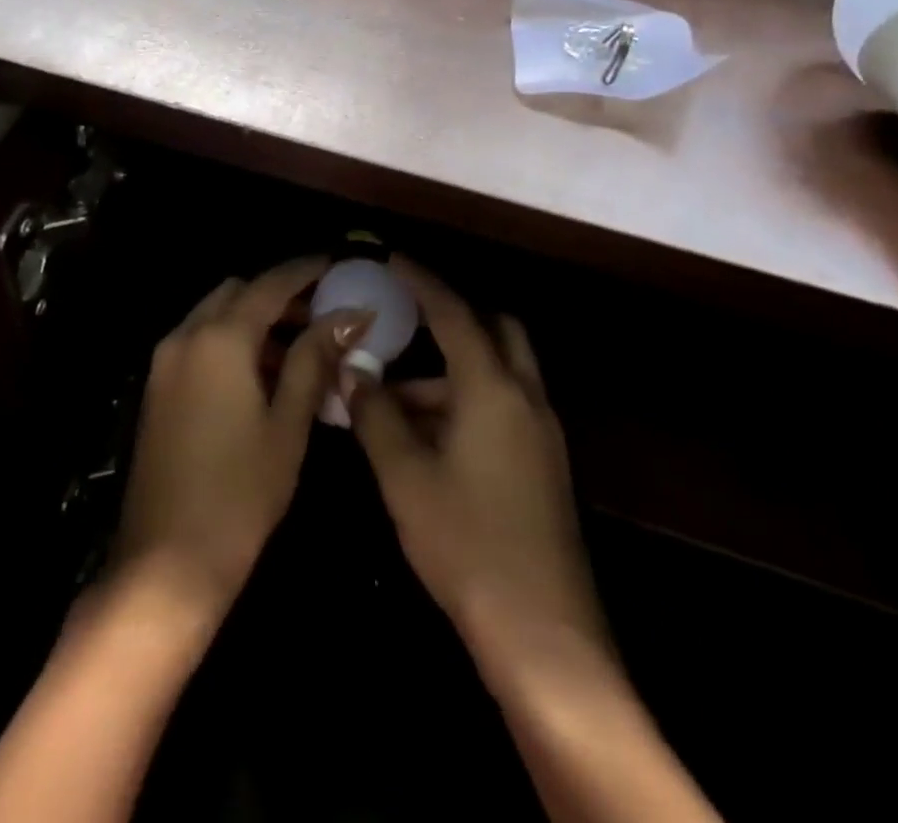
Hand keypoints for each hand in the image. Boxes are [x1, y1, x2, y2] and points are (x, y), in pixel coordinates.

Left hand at [112, 257, 368, 616]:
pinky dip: (231, 342)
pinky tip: (261, 376)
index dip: (306, 271)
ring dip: (254, 319)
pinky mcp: (157, 386)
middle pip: (238, 292)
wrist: (166, 561)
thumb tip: (349, 317)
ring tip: (300, 350)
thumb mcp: (287, 424)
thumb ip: (313, 360)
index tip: (338, 265)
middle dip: (279, 295)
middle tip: (321, 317)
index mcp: (220, 338)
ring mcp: (165, 360)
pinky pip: (199, 341)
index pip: (270, 284)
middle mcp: (186, 335)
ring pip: (215, 315)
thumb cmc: (240, 493)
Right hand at [348, 258, 605, 653]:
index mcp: (493, 389)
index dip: (421, 281)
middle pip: (495, 329)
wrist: (545, 637)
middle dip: (452, 314)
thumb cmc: (467, 544)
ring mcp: (541, 434)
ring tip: (393, 396)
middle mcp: (525, 398)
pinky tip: (425, 436)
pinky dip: (465, 400)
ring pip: (497, 372)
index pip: (454, 312)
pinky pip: (502, 406)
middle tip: (406, 317)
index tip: (391, 259)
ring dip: (450, 369)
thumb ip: (375, 413)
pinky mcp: (543, 465)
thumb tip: (353, 369)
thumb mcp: (405, 476)